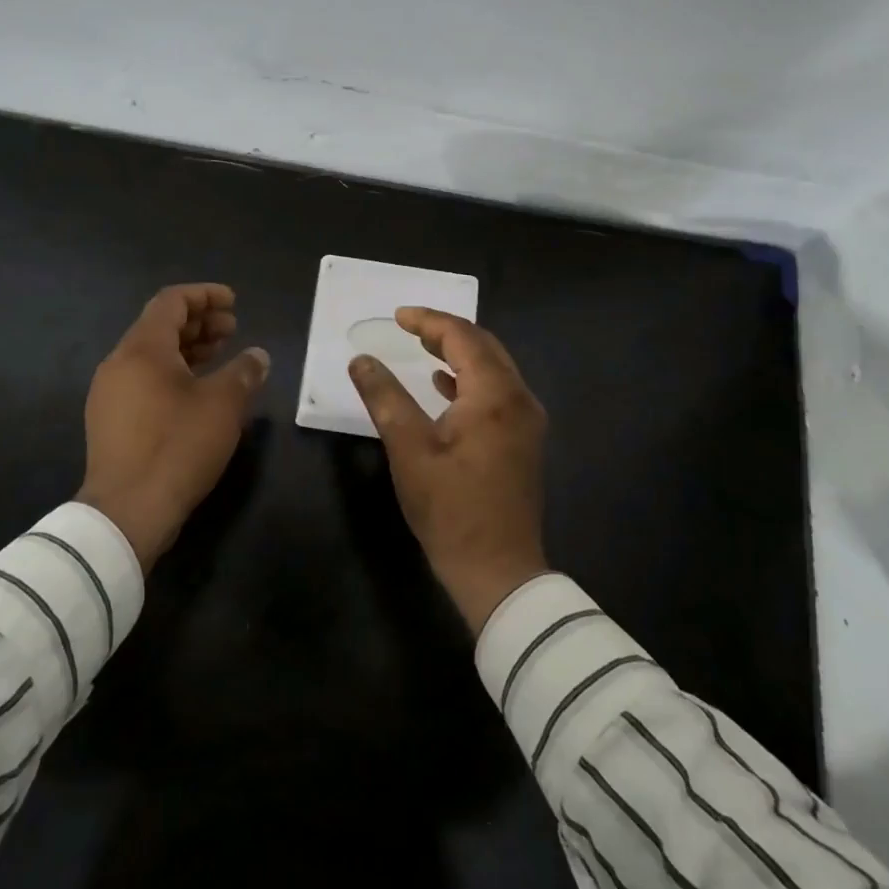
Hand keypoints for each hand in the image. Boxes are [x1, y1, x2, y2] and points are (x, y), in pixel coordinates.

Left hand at [78, 283, 269, 570]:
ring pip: (152, 355)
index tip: (233, 302)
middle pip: (160, 326)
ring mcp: (110, 393)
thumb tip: (257, 356)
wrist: (127, 512)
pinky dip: (173, 373)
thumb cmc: (177, 446)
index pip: (172, 301)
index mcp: (142, 348)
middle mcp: (119, 363)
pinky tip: (198, 391)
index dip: (205, 295)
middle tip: (233, 329)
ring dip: (188, 349)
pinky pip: (144, 380)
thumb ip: (243, 372)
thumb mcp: (222, 405)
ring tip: (220, 355)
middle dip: (199, 322)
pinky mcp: (110, 421)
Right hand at [348, 308, 548, 633]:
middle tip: (408, 326)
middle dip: (445, 331)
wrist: (499, 571)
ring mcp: (527, 421)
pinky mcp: (523, 441)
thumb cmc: (451, 509)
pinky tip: (443, 386)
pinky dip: (469, 380)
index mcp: (494, 394)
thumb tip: (361, 360)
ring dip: (458, 353)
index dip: (428, 321)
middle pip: (483, 346)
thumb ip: (385, 398)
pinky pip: (497, 392)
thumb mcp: (409, 450)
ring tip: (421, 347)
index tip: (396, 317)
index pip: (462, 336)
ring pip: (493, 368)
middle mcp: (519, 398)